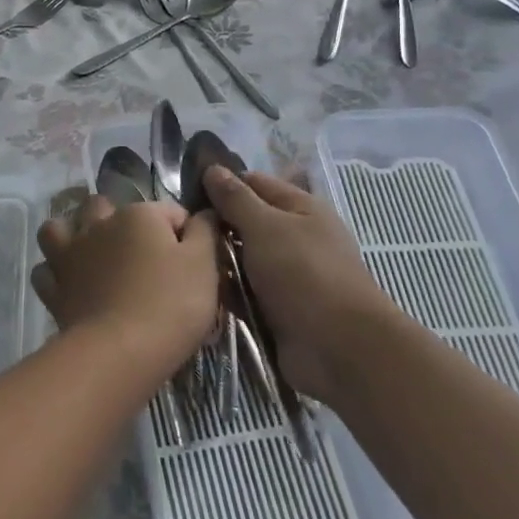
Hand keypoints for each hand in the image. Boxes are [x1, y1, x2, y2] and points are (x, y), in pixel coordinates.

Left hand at [33, 195, 219, 375]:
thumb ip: (205, 232)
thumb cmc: (170, 304)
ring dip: (72, 234)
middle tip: (139, 253)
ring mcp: (70, 255)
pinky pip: (45, 270)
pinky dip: (55, 273)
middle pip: (104, 207)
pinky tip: (70, 284)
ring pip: (60, 229)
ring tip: (90, 254)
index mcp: (138, 215)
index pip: (169, 211)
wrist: (119, 352)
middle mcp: (98, 225)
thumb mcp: (204, 265)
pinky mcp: (54, 289)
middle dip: (119, 220)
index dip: (185, 233)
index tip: (193, 262)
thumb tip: (204, 214)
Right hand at [203, 166, 392, 399]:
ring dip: (218, 263)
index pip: (254, 184)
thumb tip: (212, 169)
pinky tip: (197, 291)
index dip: (221, 184)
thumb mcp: (265, 226)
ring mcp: (287, 276)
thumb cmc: (304, 274)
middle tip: (178, 231)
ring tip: (182, 263)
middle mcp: (295, 238)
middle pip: (246, 223)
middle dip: (216, 227)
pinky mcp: (278, 309)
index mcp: (301, 209)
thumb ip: (236, 199)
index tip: (184, 192)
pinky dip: (226, 293)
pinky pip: (244, 292)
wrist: (339, 349)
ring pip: (242, 260)